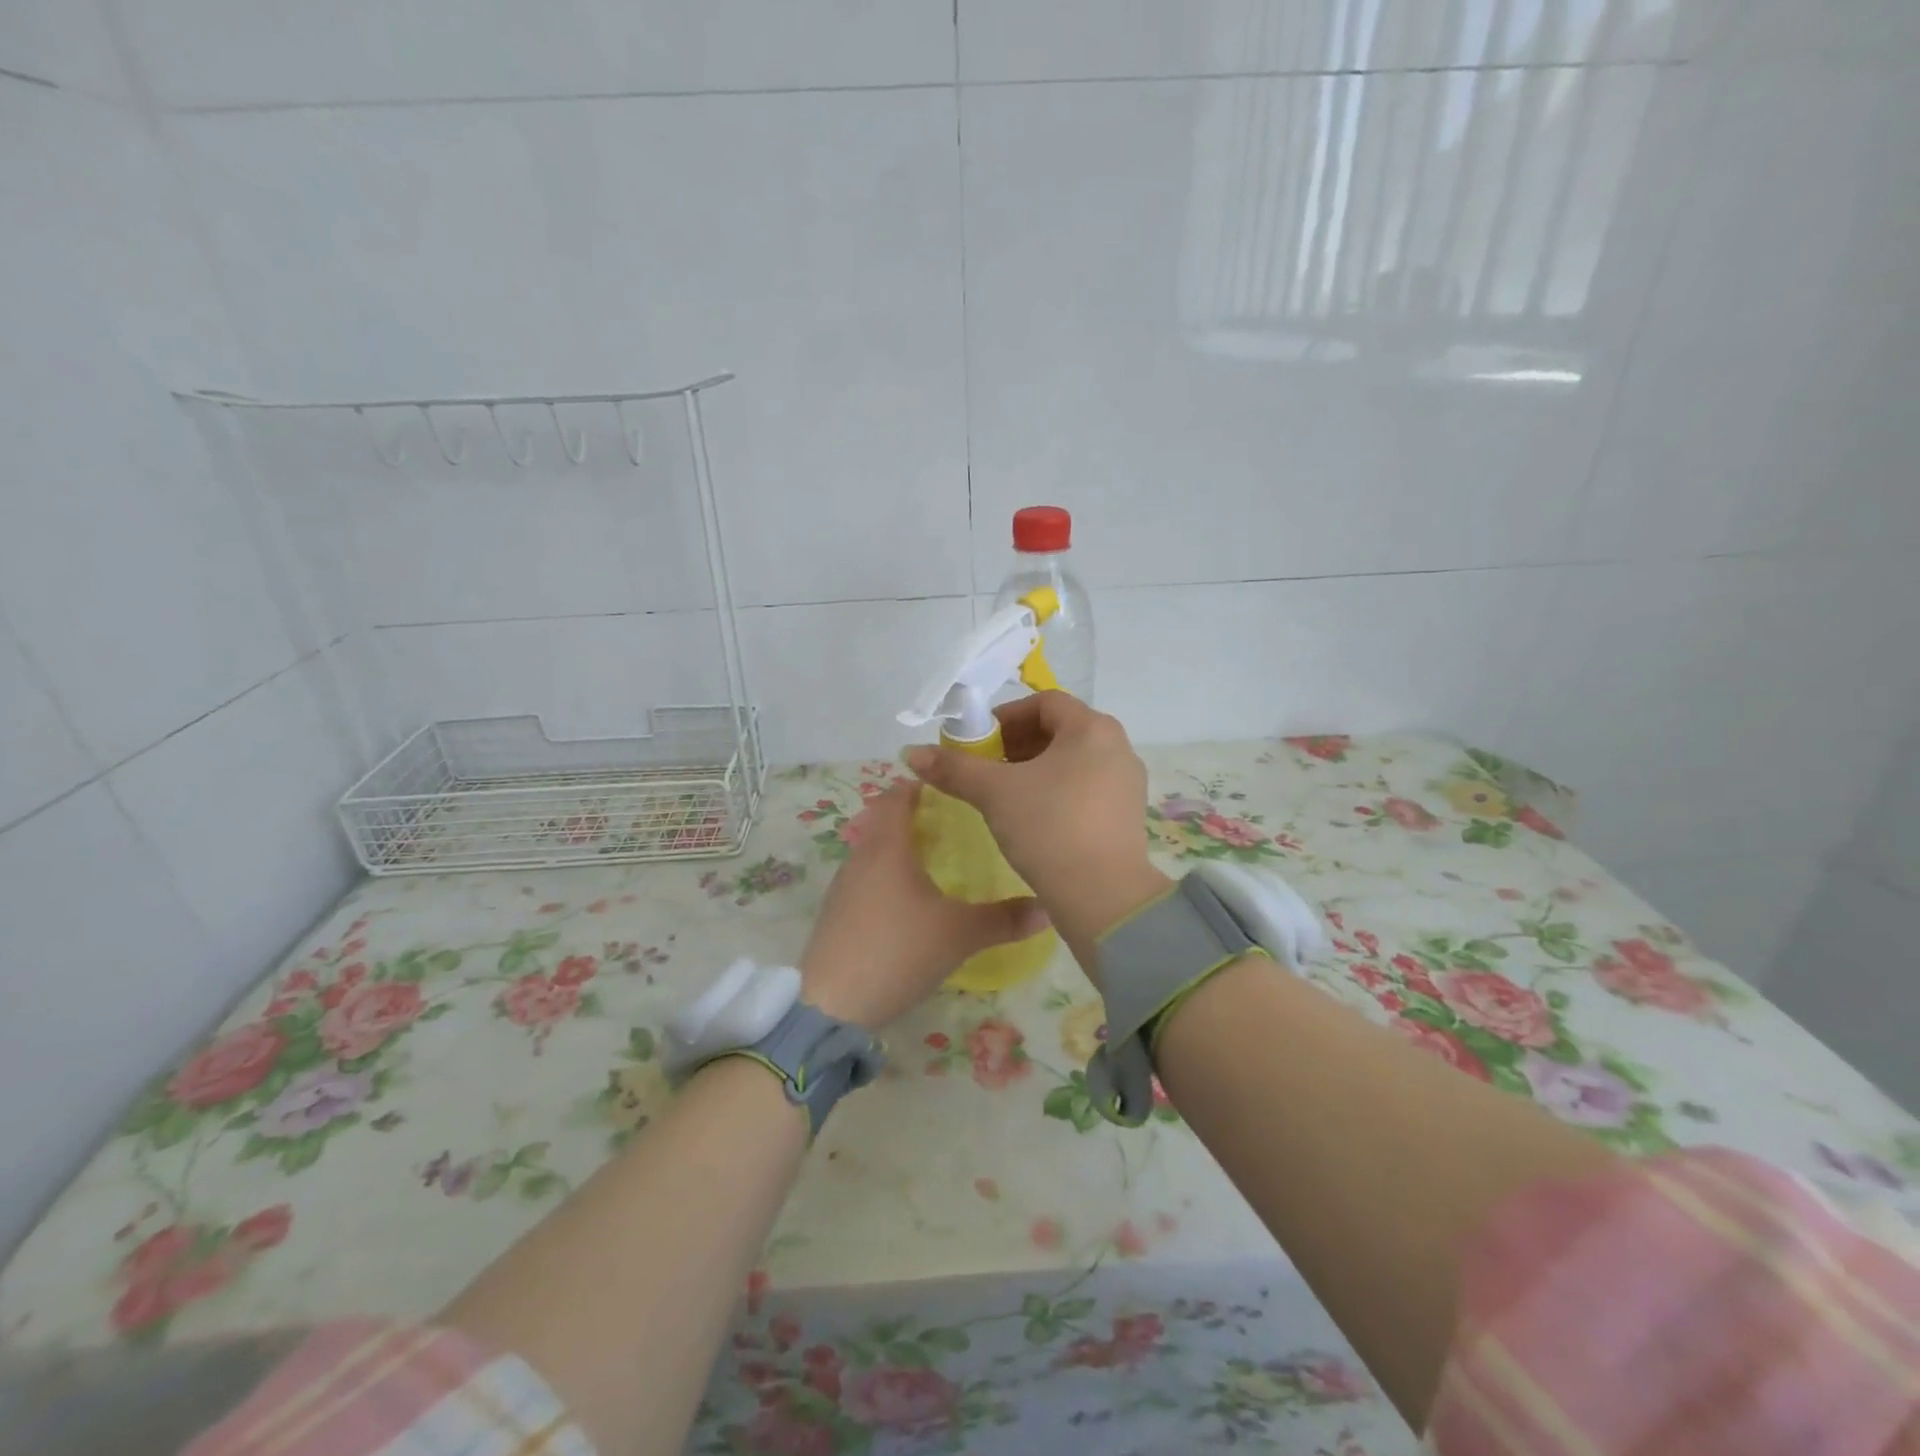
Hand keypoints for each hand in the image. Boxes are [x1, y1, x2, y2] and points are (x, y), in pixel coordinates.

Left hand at [799, 782, 1048, 1028]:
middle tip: (952, 821)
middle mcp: (861, 855)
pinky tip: (907, 898)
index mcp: (888, 845)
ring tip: (934, 856)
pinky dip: (885, 872)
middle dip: (913, 813)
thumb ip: (1004, 919)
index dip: (922, 784)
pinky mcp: (836, 911)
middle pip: (883, 817)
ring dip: (898, 843)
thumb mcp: (959, 934)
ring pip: (872, 847)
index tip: (952, 786)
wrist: (833, 1004)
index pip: (899, 794)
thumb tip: (1048, 908)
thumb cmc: (899, 951)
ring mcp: (844, 884)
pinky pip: (864, 875)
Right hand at [903, 693, 1169, 973]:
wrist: (1102, 896)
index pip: (1044, 702)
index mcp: (1092, 728)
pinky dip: (1057, 790)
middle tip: (987, 768)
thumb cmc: (1049, 828)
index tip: (979, 743)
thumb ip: (954, 768)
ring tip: (1006, 795)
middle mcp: (1117, 746)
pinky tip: (1034, 818)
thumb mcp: (994, 793)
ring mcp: (1127, 782)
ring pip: (1073, 760)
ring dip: (1035, 768)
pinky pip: (1087, 786)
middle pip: (1059, 730)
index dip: (1006, 717)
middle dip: (1017, 744)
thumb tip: (912, 752)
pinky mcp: (1128, 814)